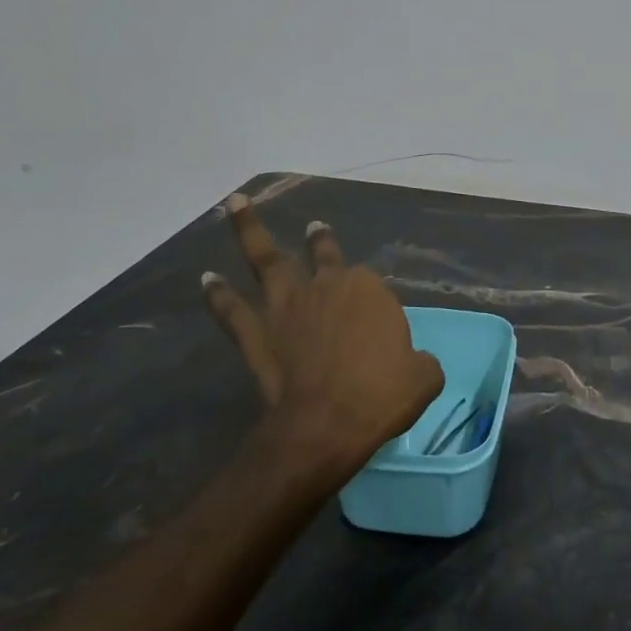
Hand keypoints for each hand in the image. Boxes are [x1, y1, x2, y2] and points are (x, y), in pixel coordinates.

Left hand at [203, 196, 442, 489]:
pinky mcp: (255, 333)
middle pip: (322, 255)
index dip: (373, 301)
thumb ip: (421, 360)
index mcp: (368, 290)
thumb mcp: (424, 377)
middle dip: (320, 240)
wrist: (324, 425)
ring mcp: (286, 306)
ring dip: (250, 231)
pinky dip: (217, 294)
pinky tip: (206, 278)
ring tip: (237, 205)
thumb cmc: (380, 396)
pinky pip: (231, 309)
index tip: (379, 326)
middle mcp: (325, 286)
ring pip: (266, 260)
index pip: (370, 284)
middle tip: (315, 227)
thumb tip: (416, 362)